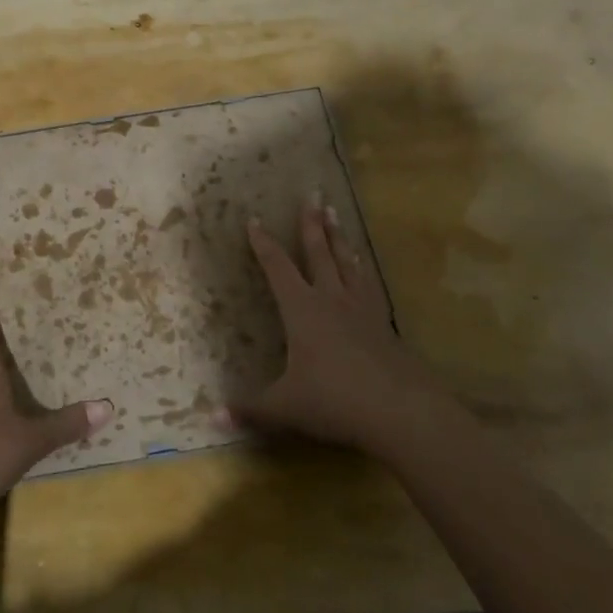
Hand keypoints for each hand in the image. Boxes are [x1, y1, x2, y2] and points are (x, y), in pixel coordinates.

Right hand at [223, 194, 433, 452]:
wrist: (402, 412)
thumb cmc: (334, 401)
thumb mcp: (285, 408)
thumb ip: (249, 410)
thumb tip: (210, 418)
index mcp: (302, 310)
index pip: (278, 268)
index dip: (264, 244)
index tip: (255, 219)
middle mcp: (331, 300)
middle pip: (319, 253)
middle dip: (311, 224)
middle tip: (312, 195)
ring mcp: (363, 311)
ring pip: (348, 264)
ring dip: (340, 239)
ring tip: (337, 217)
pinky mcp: (385, 327)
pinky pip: (371, 287)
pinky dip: (364, 271)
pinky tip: (365, 269)